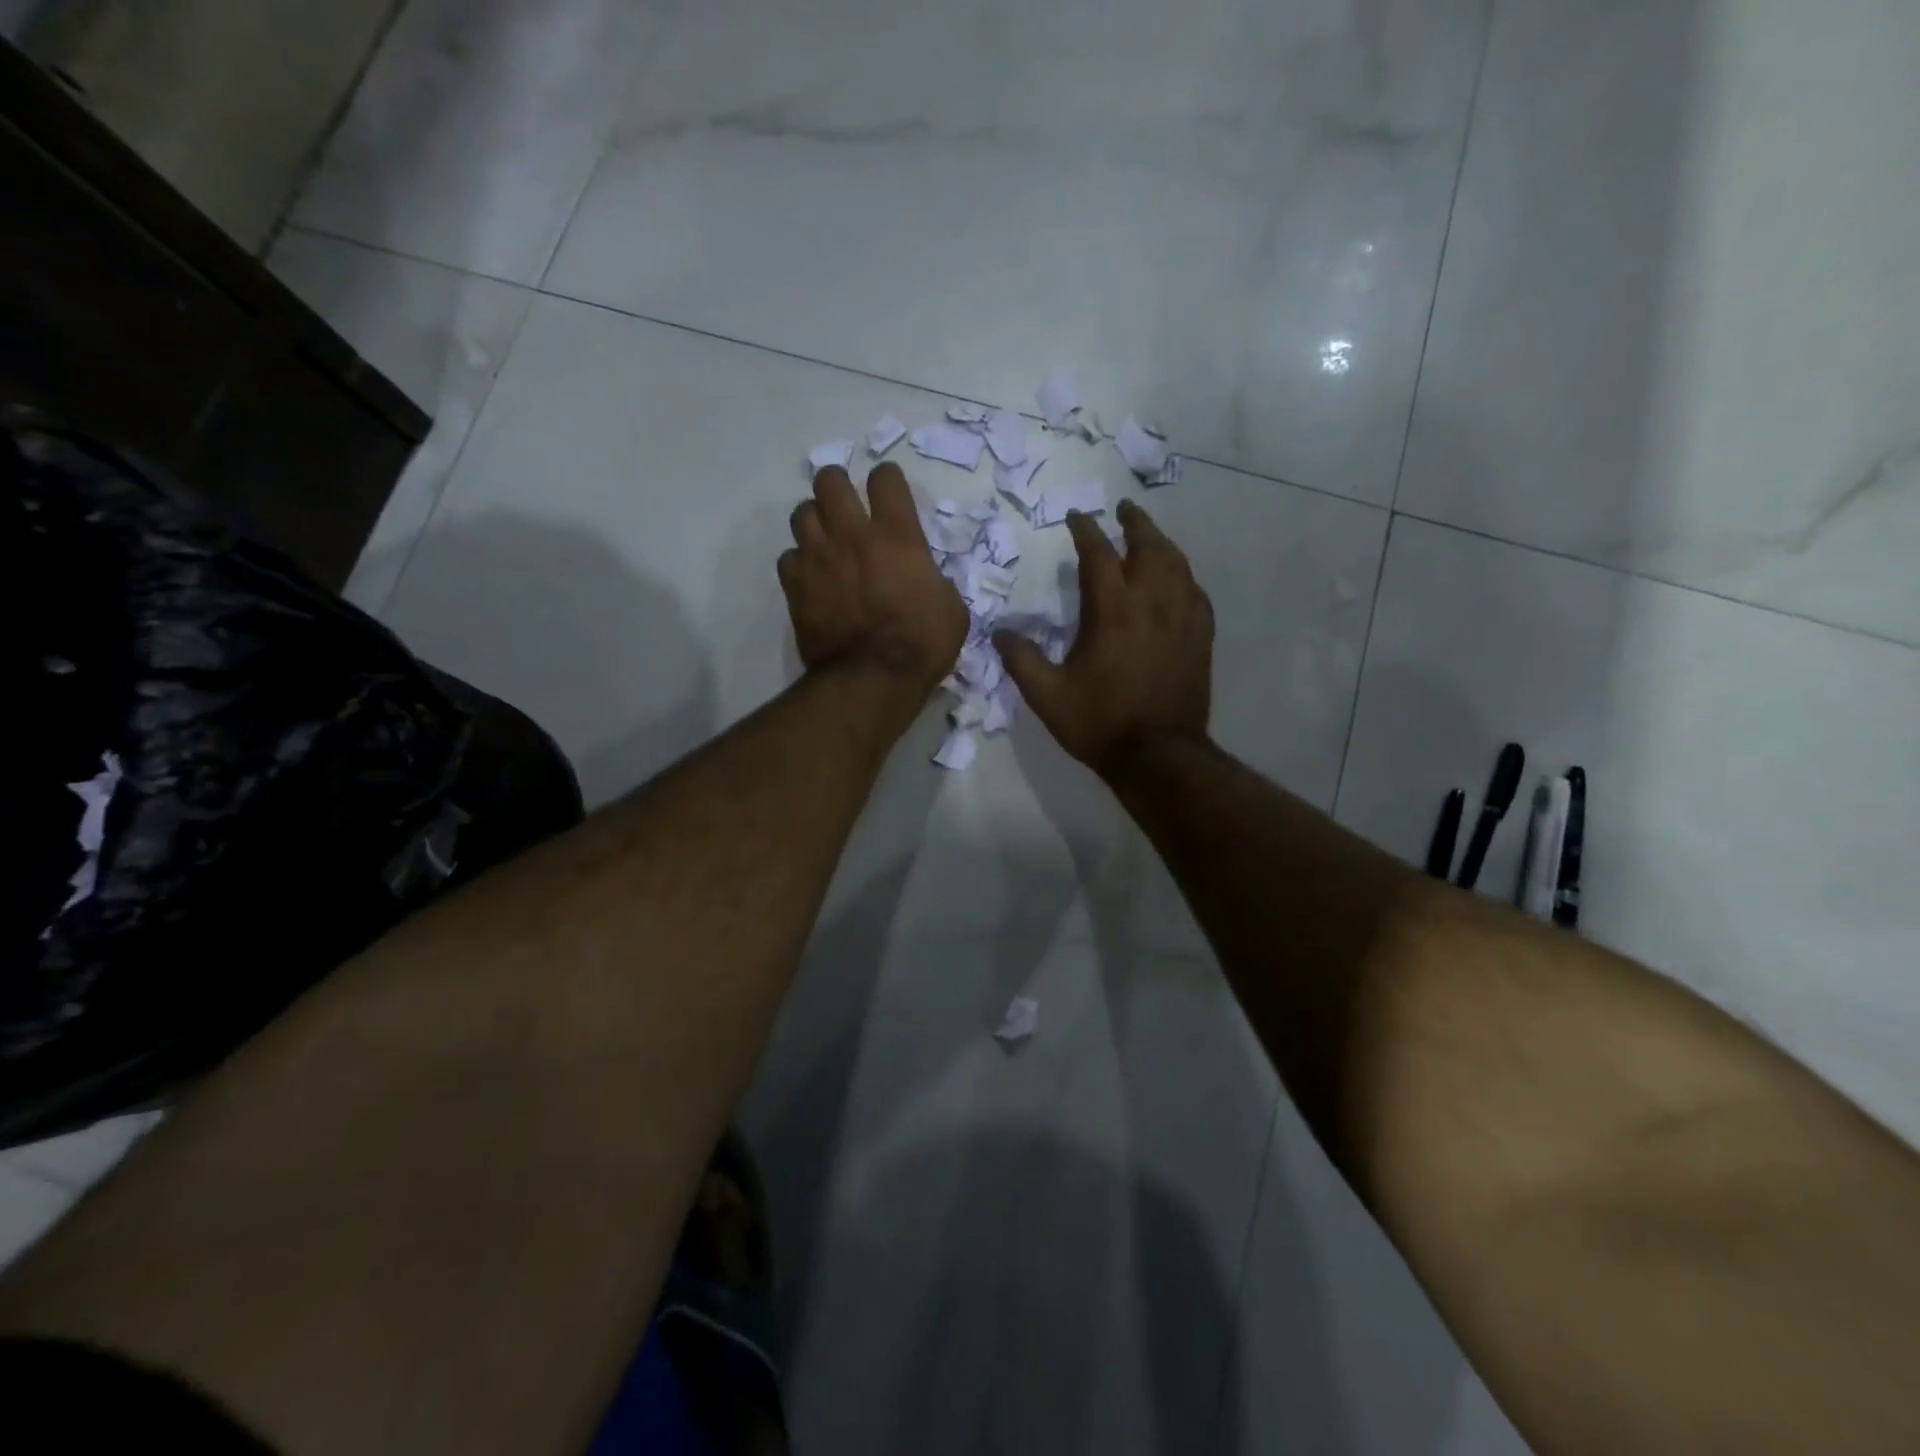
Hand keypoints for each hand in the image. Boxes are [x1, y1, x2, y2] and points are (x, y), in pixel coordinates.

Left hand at [778, 463, 967, 693]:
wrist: (873, 678)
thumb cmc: (922, 643)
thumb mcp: (951, 609)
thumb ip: (935, 581)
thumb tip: (925, 581)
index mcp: (897, 535)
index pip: (885, 478)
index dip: (887, 480)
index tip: (889, 494)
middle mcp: (852, 535)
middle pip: (830, 480)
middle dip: (838, 485)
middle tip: (847, 504)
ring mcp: (818, 558)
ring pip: (801, 512)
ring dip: (814, 519)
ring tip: (825, 537)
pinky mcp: (795, 586)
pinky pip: (788, 557)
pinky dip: (799, 561)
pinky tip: (810, 575)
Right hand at [994, 501, 1212, 776]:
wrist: (1158, 755)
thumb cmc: (1099, 723)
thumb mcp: (1047, 696)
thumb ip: (1020, 660)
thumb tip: (997, 633)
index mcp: (1112, 611)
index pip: (1098, 554)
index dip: (1085, 530)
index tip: (1076, 517)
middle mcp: (1151, 603)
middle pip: (1148, 547)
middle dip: (1135, 523)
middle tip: (1124, 509)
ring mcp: (1182, 619)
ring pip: (1177, 564)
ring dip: (1162, 543)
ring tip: (1150, 536)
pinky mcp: (1200, 637)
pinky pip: (1196, 593)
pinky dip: (1184, 576)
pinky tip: (1179, 580)